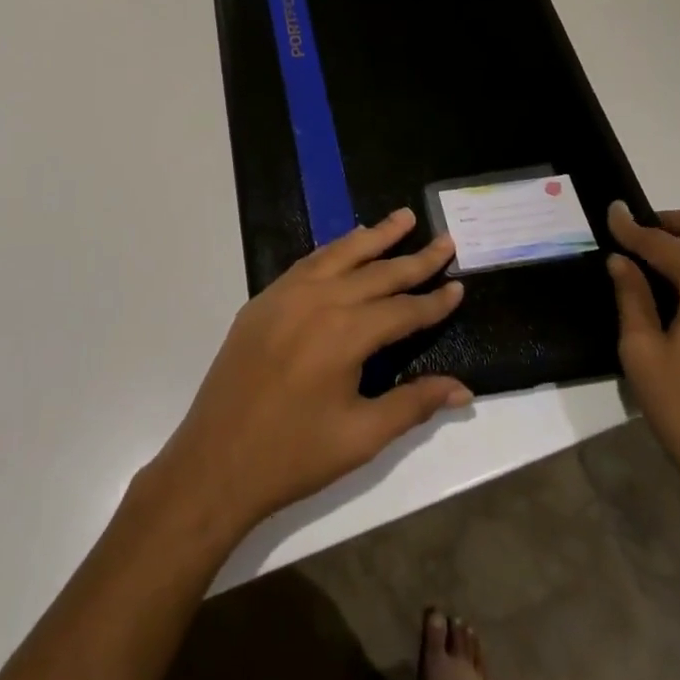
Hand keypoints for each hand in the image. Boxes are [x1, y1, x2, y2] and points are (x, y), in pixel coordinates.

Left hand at [147, 209, 470, 541]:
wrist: (215, 461)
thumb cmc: (294, 456)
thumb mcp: (361, 436)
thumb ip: (413, 404)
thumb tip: (463, 390)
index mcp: (345, 333)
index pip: (402, 310)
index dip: (433, 302)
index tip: (460, 286)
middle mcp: (318, 301)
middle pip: (376, 272)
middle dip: (414, 258)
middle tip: (445, 239)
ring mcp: (286, 294)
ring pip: (340, 255)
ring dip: (374, 236)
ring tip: (402, 218)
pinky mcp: (264, 300)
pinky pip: (308, 263)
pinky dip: (334, 250)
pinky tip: (349, 245)